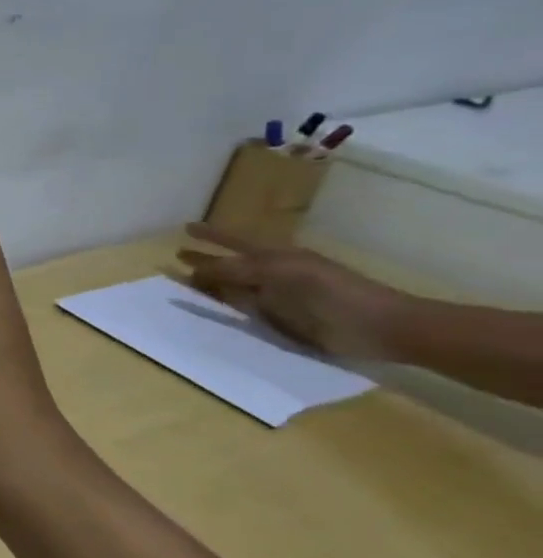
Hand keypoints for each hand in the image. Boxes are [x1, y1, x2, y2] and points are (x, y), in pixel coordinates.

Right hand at [177, 225, 408, 358]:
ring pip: (232, 289)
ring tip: (184, 285)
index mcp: (276, 257)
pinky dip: (222, 311)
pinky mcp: (279, 324)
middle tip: (177, 255)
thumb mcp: (282, 273)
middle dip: (205, 260)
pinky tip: (209, 313)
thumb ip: (237, 270)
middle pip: (230, 265)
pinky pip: (241, 313)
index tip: (186, 229)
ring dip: (209, 286)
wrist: (381, 327)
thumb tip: (195, 271)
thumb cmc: (333, 293)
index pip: (234, 242)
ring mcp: (276, 300)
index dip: (211, 235)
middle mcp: (273, 276)